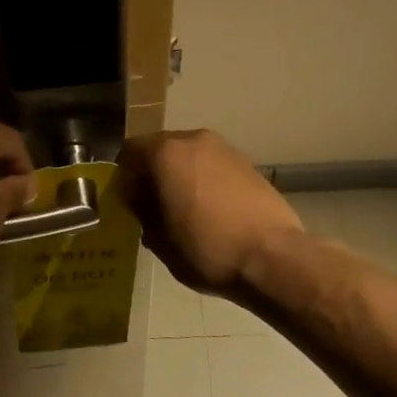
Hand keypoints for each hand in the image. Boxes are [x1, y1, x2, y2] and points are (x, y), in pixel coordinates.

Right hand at [117, 129, 302, 294]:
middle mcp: (194, 140)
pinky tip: (211, 210)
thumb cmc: (207, 249)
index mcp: (166, 153)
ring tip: (183, 210)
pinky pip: (213, 165)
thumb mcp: (159, 240)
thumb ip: (142, 211)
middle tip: (152, 206)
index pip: (130, 150)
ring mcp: (225, 149)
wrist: (273, 256)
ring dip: (181, 175)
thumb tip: (138, 198)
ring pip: (190, 156)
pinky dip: (205, 180)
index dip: (124, 175)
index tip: (126, 200)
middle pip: (162, 149)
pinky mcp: (248, 163)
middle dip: (153, 173)